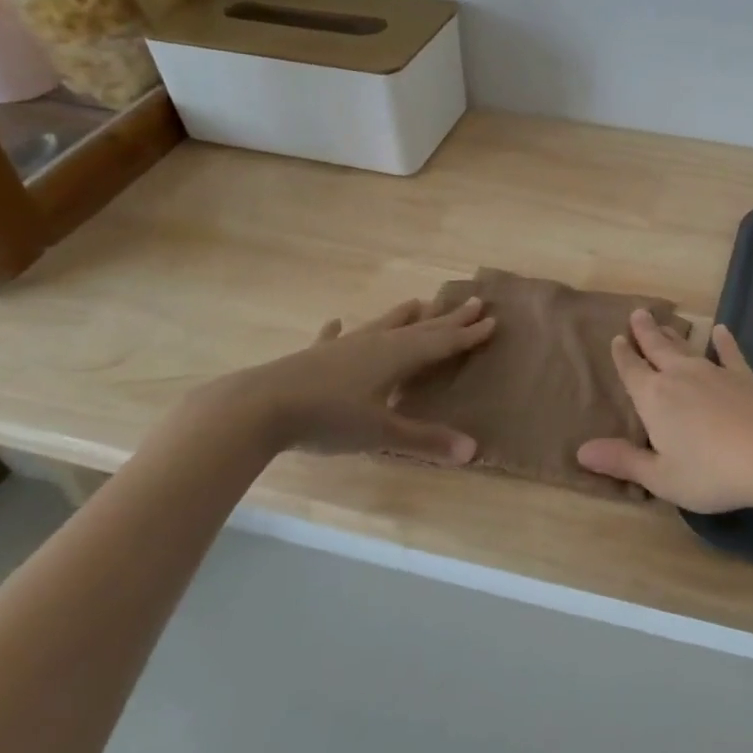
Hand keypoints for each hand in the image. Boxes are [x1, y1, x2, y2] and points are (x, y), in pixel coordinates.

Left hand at [192, 296, 495, 462]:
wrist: (260, 407)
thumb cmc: (328, 418)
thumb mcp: (381, 434)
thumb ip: (425, 440)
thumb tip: (473, 450)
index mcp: (396, 357)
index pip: (441, 343)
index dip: (468, 334)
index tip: (491, 319)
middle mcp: (375, 343)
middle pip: (420, 328)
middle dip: (448, 319)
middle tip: (473, 302)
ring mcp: (343, 347)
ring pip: (382, 325)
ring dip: (403, 315)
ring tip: (419, 302)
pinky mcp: (315, 356)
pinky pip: (335, 338)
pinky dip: (340, 330)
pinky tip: (337, 322)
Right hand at [576, 310, 752, 512]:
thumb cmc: (711, 472)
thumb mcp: (661, 476)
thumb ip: (623, 461)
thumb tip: (581, 450)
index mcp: (654, 398)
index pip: (631, 370)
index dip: (622, 355)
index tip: (617, 338)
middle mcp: (679, 376)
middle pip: (657, 348)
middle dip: (645, 332)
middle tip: (638, 312)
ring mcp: (714, 372)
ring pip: (686, 348)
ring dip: (673, 335)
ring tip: (664, 321)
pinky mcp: (744, 376)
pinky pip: (729, 353)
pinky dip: (724, 341)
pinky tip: (721, 330)